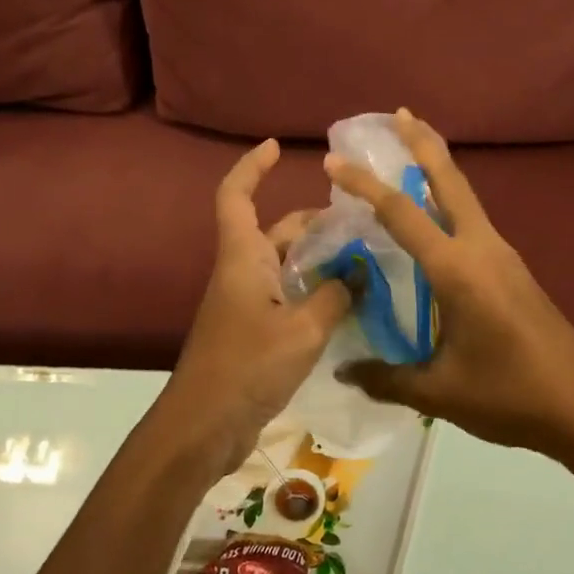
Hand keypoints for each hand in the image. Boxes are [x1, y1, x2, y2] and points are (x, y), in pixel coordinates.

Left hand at [159, 139, 351, 475]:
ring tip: (369, 264)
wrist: (204, 426)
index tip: (277, 148)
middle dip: (316, 224)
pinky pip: (290, 299)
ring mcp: (248, 304)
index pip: (236, 196)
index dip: (252, 167)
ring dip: (322, 262)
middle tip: (364, 226)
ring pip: (288, 268)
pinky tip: (351, 306)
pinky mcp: (255, 333)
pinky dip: (316, 294)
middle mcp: (243, 272)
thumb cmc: (247, 366)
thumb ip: (336, 296)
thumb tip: (360, 273)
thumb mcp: (303, 329)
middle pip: (277, 232)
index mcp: (243, 258)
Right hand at [326, 110, 573, 457]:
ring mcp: (503, 257)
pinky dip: (449, 203)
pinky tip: (434, 221)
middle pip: (450, 181)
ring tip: (409, 154)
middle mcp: (482, 249)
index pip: (401, 213)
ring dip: (437, 169)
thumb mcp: (439, 391)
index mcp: (458, 270)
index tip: (332, 162)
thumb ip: (386, 377)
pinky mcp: (514, 271)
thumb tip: (342, 371)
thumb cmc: (510, 396)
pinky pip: (473, 222)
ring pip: (465, 198)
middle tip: (398, 113)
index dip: (364, 184)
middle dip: (422, 143)